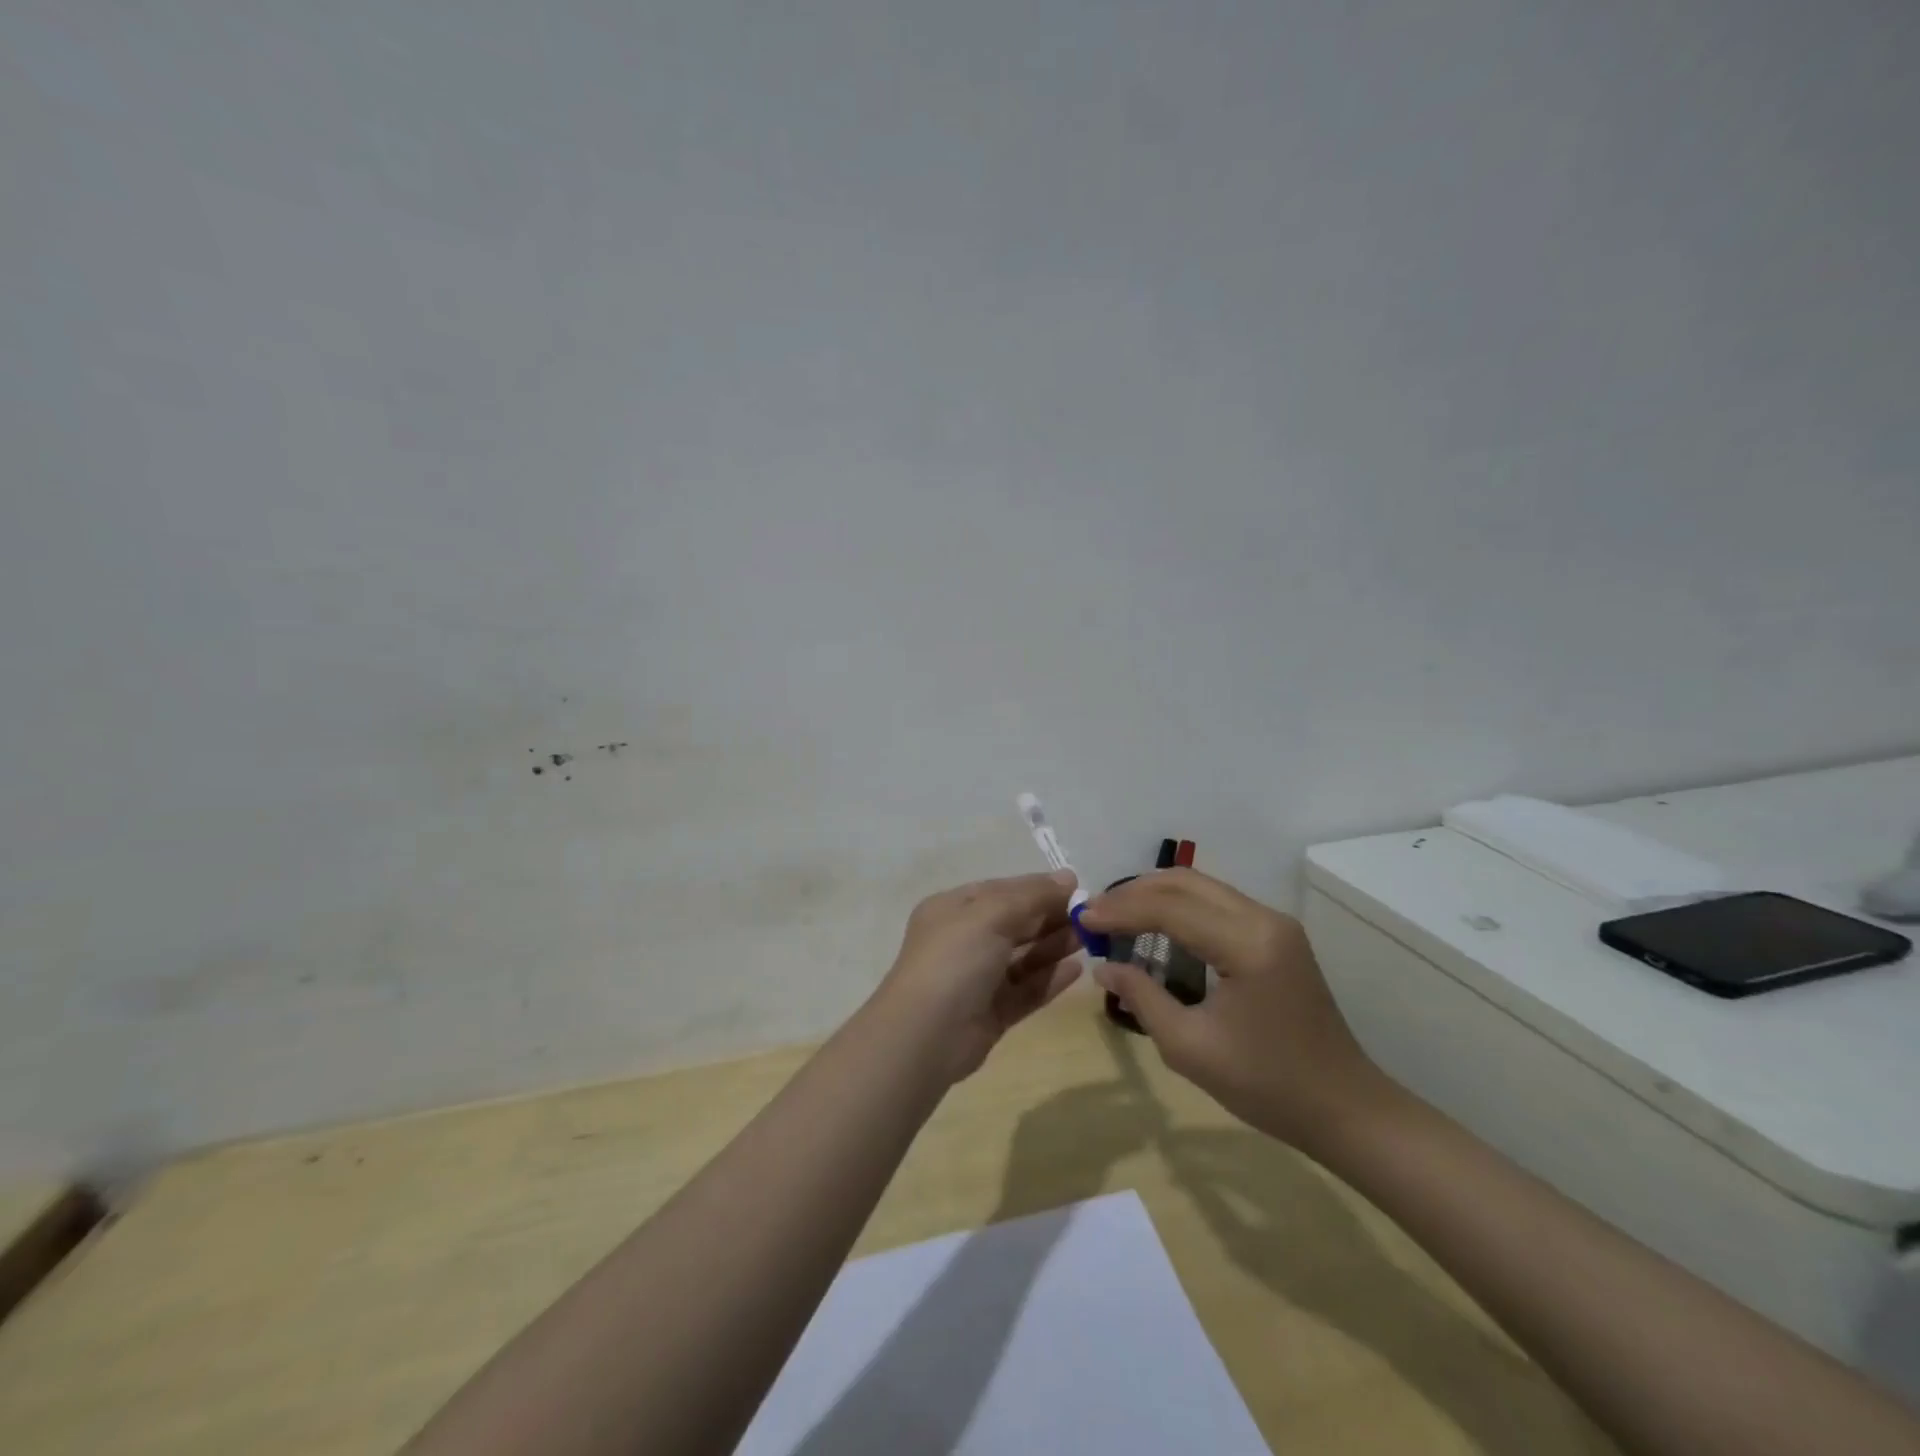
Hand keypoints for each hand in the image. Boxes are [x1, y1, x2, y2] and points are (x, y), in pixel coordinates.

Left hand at [873, 871, 1085, 1083]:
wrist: (925, 1035)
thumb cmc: (954, 960)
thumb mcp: (990, 914)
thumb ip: (1031, 896)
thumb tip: (1067, 878)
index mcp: (953, 910)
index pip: (1000, 891)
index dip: (1037, 888)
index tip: (1076, 888)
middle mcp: (963, 941)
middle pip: (1014, 923)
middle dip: (1050, 917)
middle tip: (1091, 917)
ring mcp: (977, 979)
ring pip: (1023, 957)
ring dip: (1054, 946)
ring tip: (1090, 939)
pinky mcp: (992, 1012)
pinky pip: (1026, 989)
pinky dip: (1050, 979)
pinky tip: (1077, 970)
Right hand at [1079, 868, 1384, 1148]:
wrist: (1345, 1108)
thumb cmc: (1267, 1085)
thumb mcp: (1190, 1048)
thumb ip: (1142, 998)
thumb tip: (1103, 967)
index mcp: (1248, 944)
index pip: (1170, 909)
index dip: (1120, 910)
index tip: (1081, 919)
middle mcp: (1264, 919)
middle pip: (1185, 883)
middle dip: (1133, 892)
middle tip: (1094, 912)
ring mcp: (1274, 923)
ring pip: (1200, 887)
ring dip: (1154, 895)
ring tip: (1115, 916)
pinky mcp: (1276, 935)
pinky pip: (1216, 904)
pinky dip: (1178, 907)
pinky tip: (1154, 927)